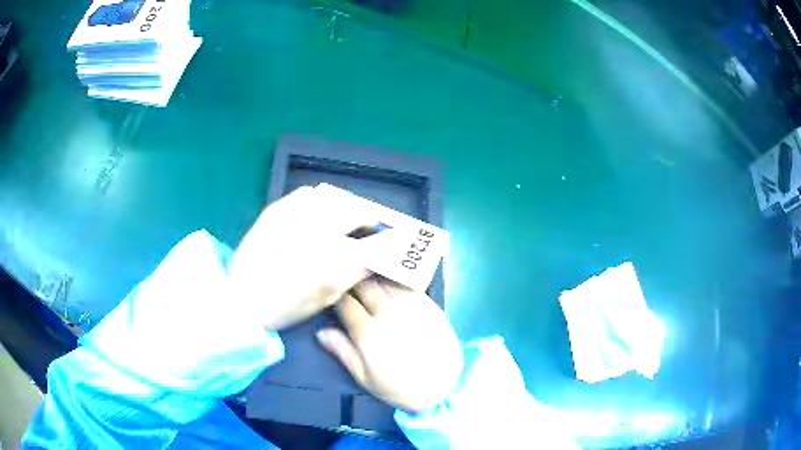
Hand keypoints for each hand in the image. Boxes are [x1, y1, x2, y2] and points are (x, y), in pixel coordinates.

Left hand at [227, 185, 373, 329]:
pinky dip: (321, 199)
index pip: (370, 241)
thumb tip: (375, 255)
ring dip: (347, 205)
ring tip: (348, 218)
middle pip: (355, 210)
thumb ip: (355, 272)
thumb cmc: (285, 305)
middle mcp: (314, 230)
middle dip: (369, 216)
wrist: (240, 297)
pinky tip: (319, 213)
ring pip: (333, 197)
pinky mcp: (276, 209)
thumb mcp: (326, 297)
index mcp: (329, 260)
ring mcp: (294, 215)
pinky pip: (307, 193)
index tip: (392, 238)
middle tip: (371, 227)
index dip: (386, 238)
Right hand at [317, 277, 463, 412]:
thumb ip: (342, 351)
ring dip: (373, 279)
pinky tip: (392, 285)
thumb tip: (320, 332)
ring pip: (385, 280)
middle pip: (363, 285)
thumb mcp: (364, 377)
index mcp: (367, 332)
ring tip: (370, 282)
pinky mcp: (428, 304)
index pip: (344, 302)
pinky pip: (407, 285)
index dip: (337, 298)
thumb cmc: (398, 387)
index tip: (336, 299)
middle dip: (354, 284)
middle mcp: (387, 313)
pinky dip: (395, 282)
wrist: (441, 386)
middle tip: (352, 289)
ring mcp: (410, 306)